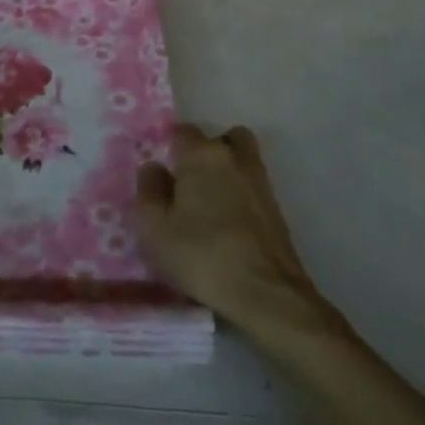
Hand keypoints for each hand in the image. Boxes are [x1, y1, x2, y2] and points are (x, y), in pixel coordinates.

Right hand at [134, 124, 325, 333]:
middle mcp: (233, 156)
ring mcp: (259, 180)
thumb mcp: (154, 227)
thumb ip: (148, 190)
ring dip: (226, 170)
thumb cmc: (202, 255)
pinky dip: (241, 193)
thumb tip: (154, 167)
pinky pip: (252, 185)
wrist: (266, 293)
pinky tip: (229, 223)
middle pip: (217, 139)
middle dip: (203, 154)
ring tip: (210, 203)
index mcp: (201, 154)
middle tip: (187, 185)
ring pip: (240, 158)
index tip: (162, 174)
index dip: (170, 149)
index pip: (182, 131)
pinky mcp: (276, 206)